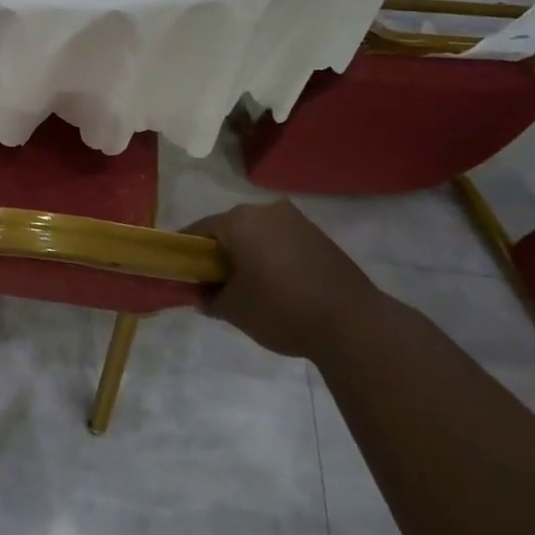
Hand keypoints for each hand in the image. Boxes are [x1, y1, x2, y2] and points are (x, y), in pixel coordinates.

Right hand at [187, 200, 383, 359]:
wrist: (352, 323)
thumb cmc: (281, 310)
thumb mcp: (234, 310)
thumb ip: (209, 298)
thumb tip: (202, 296)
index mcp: (239, 220)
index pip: (198, 230)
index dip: (186, 252)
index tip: (182, 273)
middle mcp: (265, 210)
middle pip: (229, 228)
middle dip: (219, 252)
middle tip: (214, 282)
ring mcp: (296, 220)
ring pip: (257, 233)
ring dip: (247, 253)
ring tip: (248, 286)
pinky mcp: (318, 235)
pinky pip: (281, 240)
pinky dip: (271, 256)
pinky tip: (276, 284)